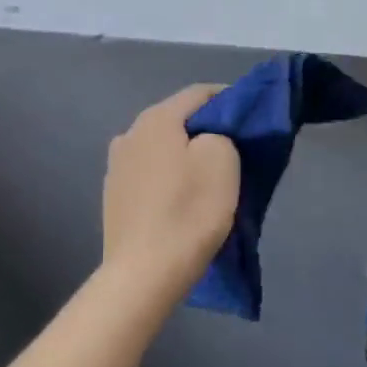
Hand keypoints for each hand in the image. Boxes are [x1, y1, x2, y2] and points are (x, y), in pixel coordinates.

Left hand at [102, 85, 240, 295]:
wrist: (145, 273)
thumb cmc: (189, 211)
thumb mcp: (222, 160)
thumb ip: (220, 133)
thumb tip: (209, 137)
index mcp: (156, 119)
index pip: (200, 93)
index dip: (230, 99)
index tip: (252, 117)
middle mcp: (129, 134)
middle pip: (177, 120)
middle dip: (207, 129)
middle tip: (236, 148)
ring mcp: (116, 167)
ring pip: (162, 148)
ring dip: (185, 154)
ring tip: (208, 176)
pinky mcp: (114, 197)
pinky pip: (150, 174)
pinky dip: (169, 177)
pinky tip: (182, 198)